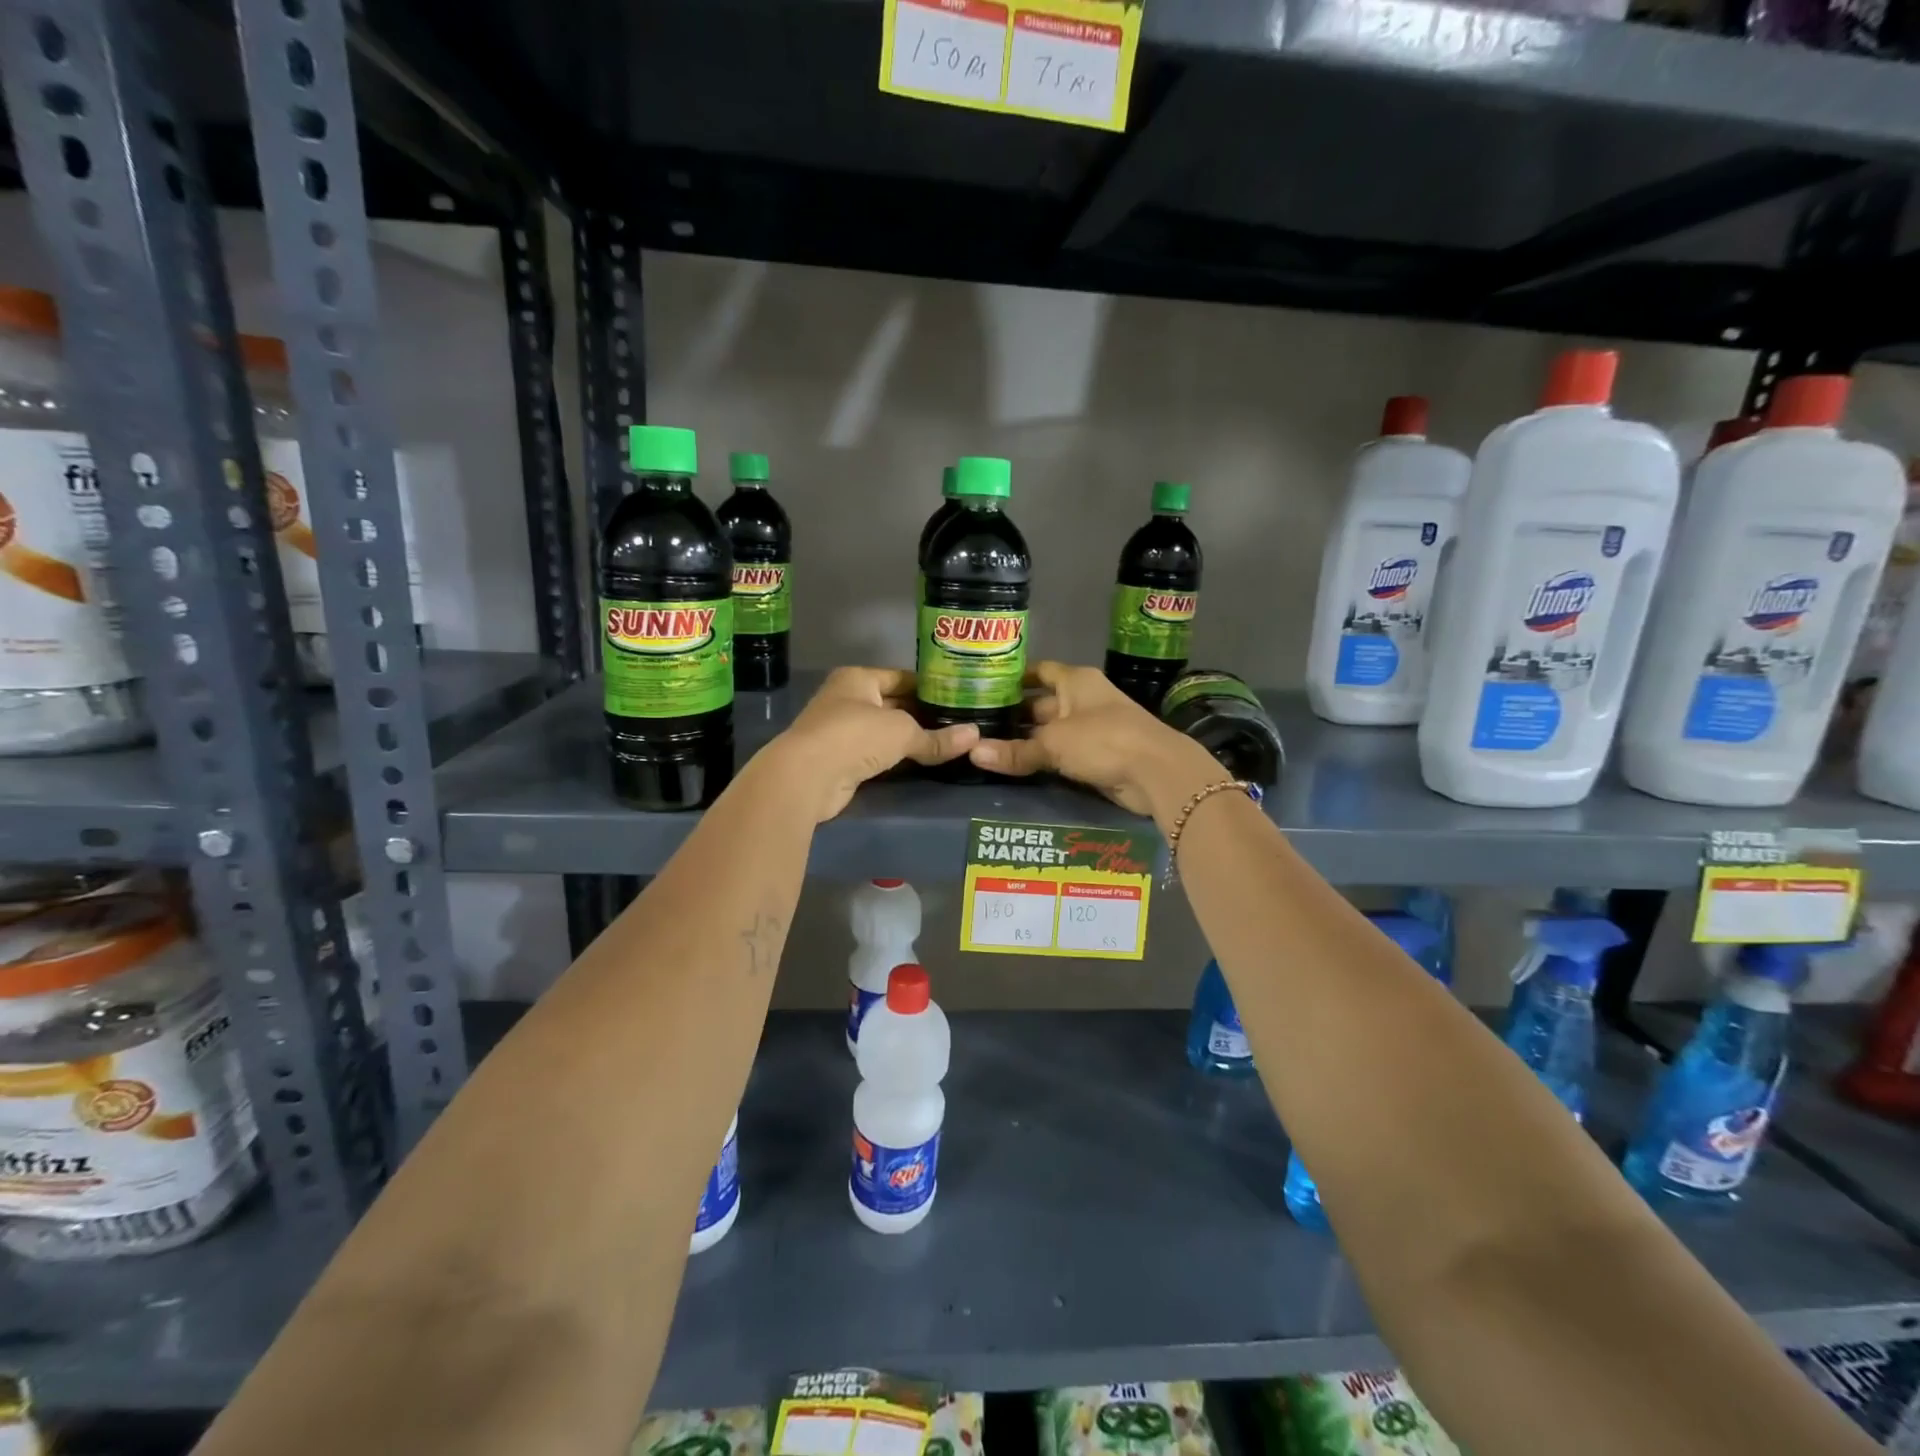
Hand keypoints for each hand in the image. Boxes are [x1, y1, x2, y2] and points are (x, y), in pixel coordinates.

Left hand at [769, 667, 977, 821]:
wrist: (806, 777)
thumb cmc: (854, 736)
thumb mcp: (902, 732)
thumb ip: (937, 737)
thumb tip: (976, 737)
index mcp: (858, 679)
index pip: (902, 677)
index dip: (930, 686)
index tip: (959, 696)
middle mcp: (847, 699)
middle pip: (894, 704)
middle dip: (923, 715)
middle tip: (960, 723)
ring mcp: (841, 730)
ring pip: (885, 731)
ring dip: (911, 739)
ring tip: (949, 743)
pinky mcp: (840, 760)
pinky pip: (876, 754)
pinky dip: (897, 758)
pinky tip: (922, 763)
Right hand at [968, 662, 1220, 823]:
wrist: (1156, 771)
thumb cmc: (1103, 740)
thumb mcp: (1053, 744)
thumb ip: (1014, 751)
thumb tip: (972, 753)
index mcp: (1075, 681)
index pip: (1038, 671)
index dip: (1013, 677)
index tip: (983, 686)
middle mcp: (1083, 699)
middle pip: (1041, 703)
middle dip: (1014, 714)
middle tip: (977, 724)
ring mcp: (1092, 727)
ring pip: (1051, 731)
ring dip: (1027, 739)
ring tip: (988, 746)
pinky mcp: (1098, 755)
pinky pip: (1063, 753)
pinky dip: (1043, 758)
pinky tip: (1017, 766)